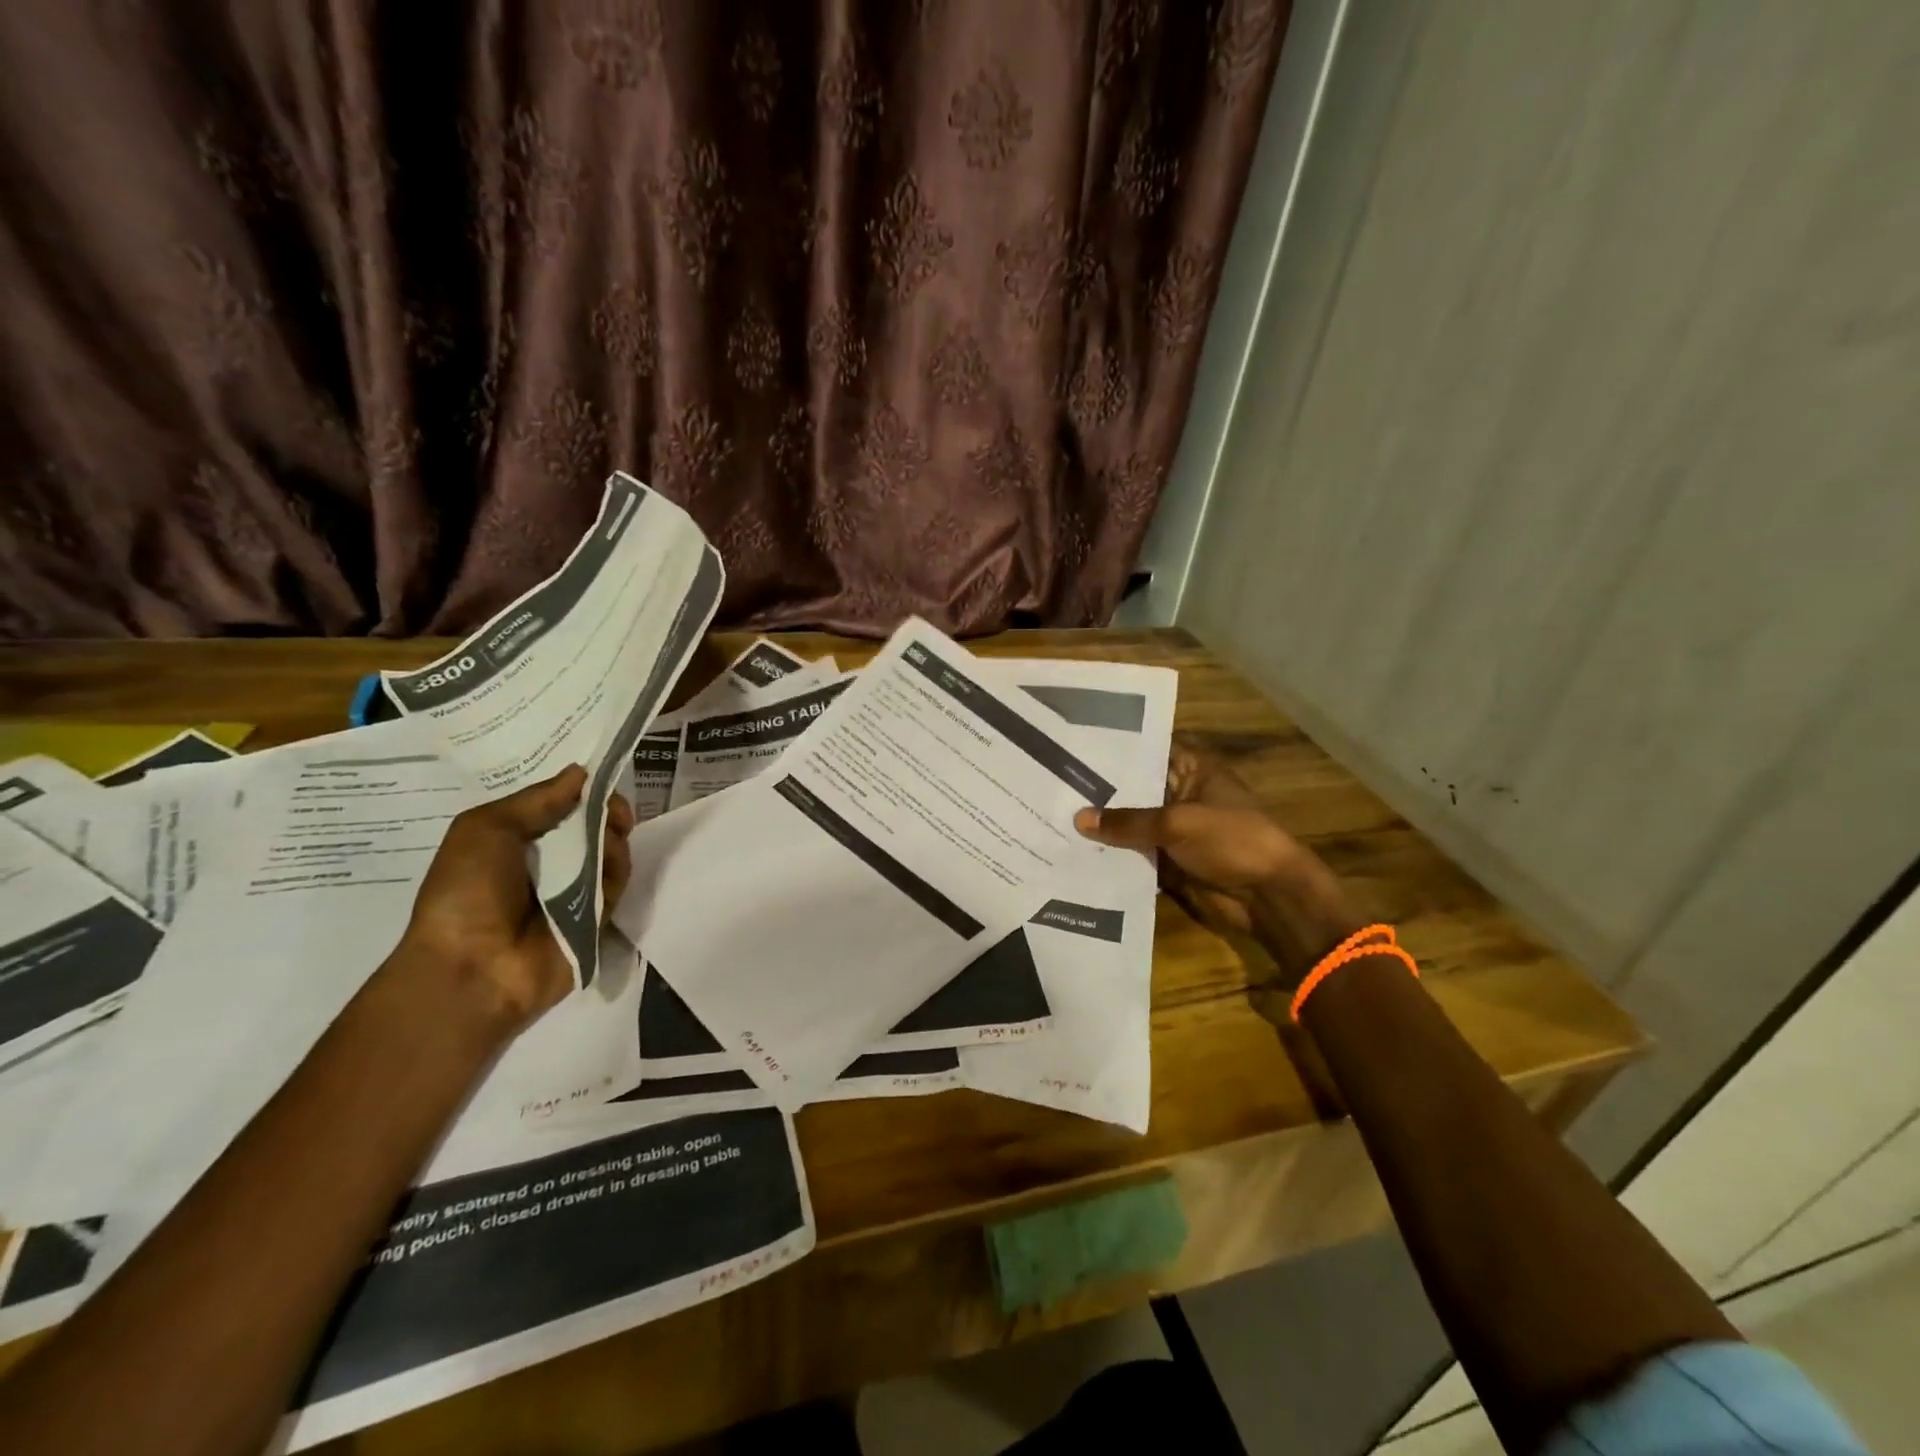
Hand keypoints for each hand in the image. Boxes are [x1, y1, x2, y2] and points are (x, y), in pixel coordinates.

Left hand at [400, 764, 634, 1027]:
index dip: (581, 790)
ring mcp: (575, 889)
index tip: (599, 778)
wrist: (471, 967)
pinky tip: (607, 861)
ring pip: (610, 847)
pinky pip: (617, 879)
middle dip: (606, 809)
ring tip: (605, 836)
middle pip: (591, 823)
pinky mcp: (599, 914)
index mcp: (517, 840)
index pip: (560, 806)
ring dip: (612, 835)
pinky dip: (616, 865)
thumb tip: (582, 772)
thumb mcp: (486, 828)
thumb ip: (538, 800)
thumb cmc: (465, 892)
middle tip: (615, 808)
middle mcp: (549, 861)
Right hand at [1074, 740, 1312, 930]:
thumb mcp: (1177, 823)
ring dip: (1103, 826)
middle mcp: (1181, 794)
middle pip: (1136, 788)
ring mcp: (1175, 829)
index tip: (1075, 744)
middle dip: (1100, 790)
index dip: (1116, 747)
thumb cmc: (1232, 841)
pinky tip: (1074, 851)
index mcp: (1193, 770)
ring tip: (1054, 815)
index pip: (1149, 749)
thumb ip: (1128, 821)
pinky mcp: (1169, 861)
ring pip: (1132, 824)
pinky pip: (1135, 854)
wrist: (1269, 896)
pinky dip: (1113, 855)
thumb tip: (1078, 818)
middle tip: (1053, 783)